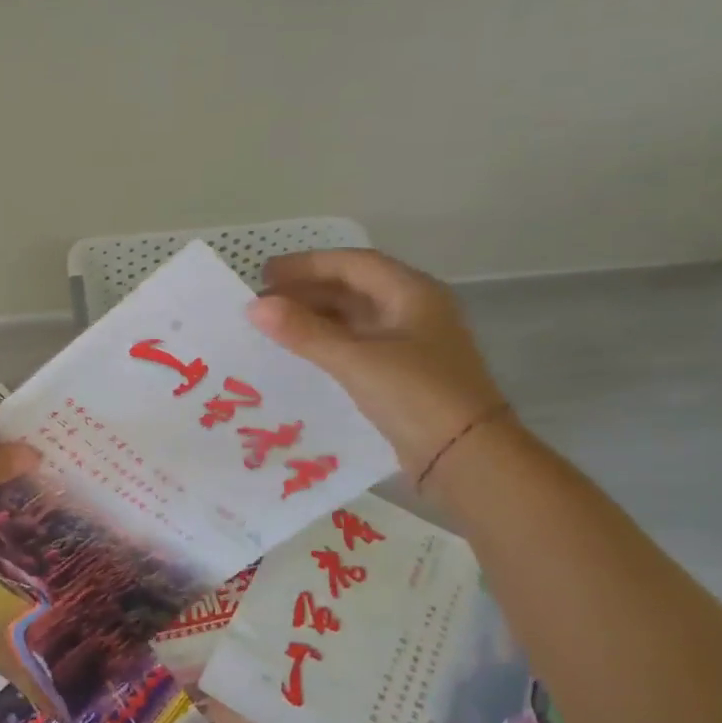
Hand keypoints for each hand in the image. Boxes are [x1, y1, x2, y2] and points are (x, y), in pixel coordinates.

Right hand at [247, 249, 510, 475]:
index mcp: (412, 293)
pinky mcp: (403, 374)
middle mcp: (414, 311)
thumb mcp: (356, 360)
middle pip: (353, 289)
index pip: (353, 264)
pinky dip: (327, 344)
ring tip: (274, 328)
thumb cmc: (416, 397)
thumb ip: (304, 332)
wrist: (466, 458)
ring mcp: (410, 344)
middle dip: (307, 291)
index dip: (307, 265)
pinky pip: (357, 346)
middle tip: (262, 303)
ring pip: (354, 319)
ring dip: (315, 318)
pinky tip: (301, 355)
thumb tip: (255, 307)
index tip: (264, 275)